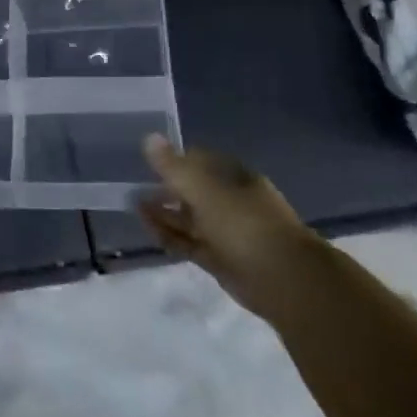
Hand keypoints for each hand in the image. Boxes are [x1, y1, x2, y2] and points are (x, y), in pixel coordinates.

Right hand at [139, 135, 320, 317]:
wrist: (282, 278)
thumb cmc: (243, 223)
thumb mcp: (203, 188)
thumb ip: (173, 166)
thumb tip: (149, 138)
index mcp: (235, 178)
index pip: (201, 161)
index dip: (175, 160)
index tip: (149, 162)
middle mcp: (232, 202)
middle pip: (194, 191)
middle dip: (166, 189)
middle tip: (136, 187)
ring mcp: (227, 232)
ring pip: (190, 219)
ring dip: (164, 213)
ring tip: (135, 206)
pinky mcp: (220, 259)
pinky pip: (189, 243)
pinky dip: (169, 236)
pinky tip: (148, 229)